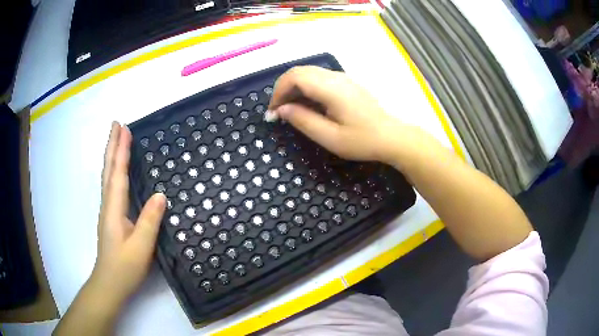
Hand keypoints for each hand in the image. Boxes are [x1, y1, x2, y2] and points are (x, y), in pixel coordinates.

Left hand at [91, 122, 165, 308]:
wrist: (109, 283)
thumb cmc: (124, 267)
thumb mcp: (141, 246)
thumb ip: (149, 220)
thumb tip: (160, 195)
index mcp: (114, 208)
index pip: (118, 173)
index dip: (121, 150)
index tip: (125, 128)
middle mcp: (108, 204)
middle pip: (108, 169)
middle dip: (112, 145)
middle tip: (117, 124)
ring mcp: (108, 211)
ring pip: (107, 176)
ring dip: (111, 155)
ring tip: (116, 140)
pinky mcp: (111, 217)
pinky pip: (111, 186)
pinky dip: (113, 170)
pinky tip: (117, 171)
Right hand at [268, 66, 415, 163]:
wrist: (392, 137)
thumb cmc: (362, 140)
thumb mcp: (330, 137)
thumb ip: (303, 121)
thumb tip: (281, 110)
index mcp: (331, 88)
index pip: (294, 77)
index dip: (278, 91)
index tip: (273, 112)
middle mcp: (335, 77)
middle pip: (299, 72)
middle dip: (283, 89)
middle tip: (278, 112)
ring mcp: (342, 78)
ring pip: (308, 74)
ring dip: (294, 89)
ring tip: (290, 111)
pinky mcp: (346, 83)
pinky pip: (319, 79)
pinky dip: (306, 89)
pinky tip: (308, 106)